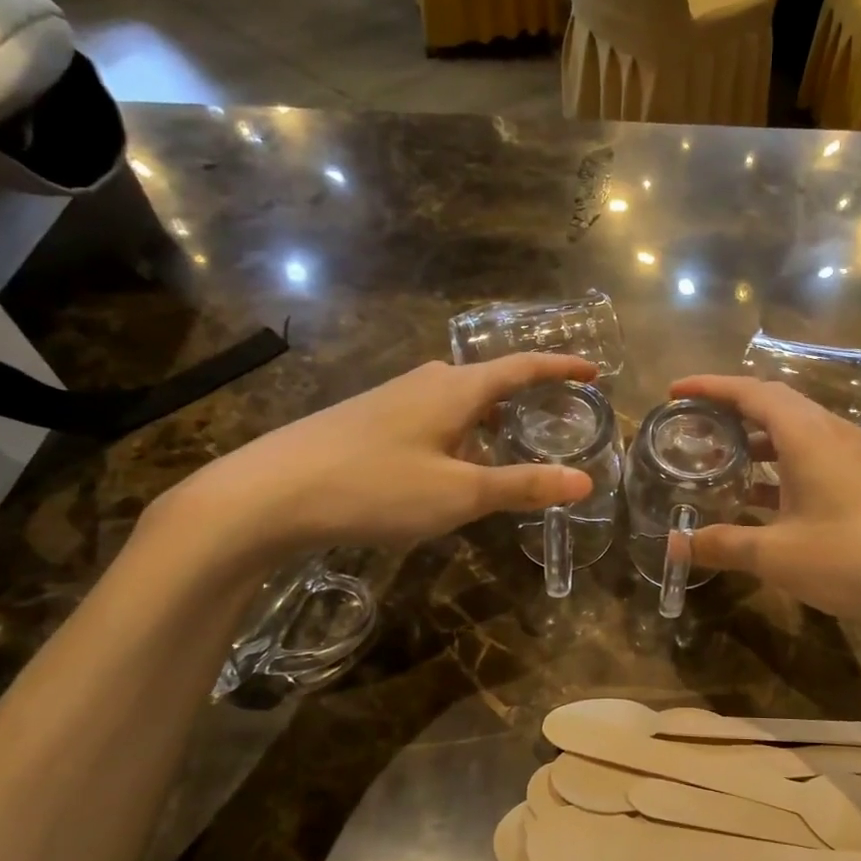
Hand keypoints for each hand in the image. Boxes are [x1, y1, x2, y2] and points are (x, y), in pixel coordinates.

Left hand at [158, 354, 597, 563]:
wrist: (267, 494)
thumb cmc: (374, 487)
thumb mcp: (459, 494)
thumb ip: (522, 485)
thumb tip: (584, 482)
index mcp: (456, 389)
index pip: (522, 367)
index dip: (561, 367)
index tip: (593, 371)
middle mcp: (426, 382)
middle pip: (489, 380)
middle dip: (526, 396)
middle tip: (555, 419)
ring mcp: (390, 397)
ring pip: (457, 400)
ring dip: (489, 417)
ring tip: (509, 445)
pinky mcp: (366, 419)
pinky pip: (430, 416)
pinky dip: (458, 431)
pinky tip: (448, 464)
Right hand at [669, 374, 860, 639]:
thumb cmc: (853, 560)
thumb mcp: (778, 556)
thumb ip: (724, 545)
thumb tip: (675, 545)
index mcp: (808, 436)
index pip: (752, 392)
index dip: (710, 387)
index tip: (675, 390)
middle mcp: (834, 434)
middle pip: (776, 404)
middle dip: (733, 408)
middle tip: (696, 422)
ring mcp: (858, 457)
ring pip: (799, 432)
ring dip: (760, 440)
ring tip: (724, 459)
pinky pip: (817, 457)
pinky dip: (784, 465)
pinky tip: (767, 499)